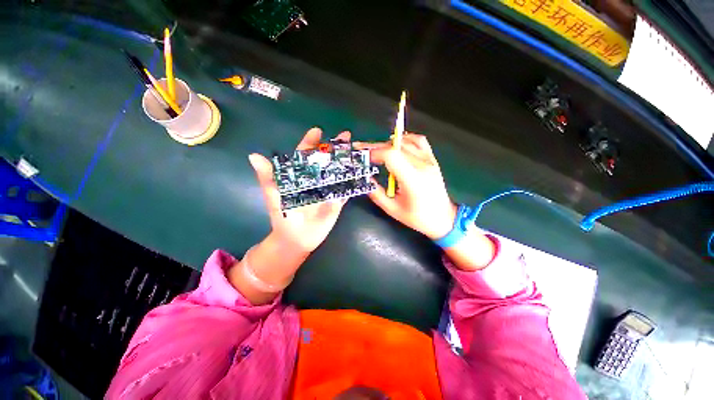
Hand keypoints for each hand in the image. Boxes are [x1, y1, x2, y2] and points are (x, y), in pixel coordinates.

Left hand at [248, 127, 348, 252]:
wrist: (296, 240)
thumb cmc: (283, 218)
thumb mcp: (274, 196)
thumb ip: (267, 178)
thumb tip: (253, 156)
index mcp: (300, 176)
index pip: (304, 155)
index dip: (310, 142)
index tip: (317, 130)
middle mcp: (315, 180)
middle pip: (326, 161)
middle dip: (336, 148)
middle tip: (347, 137)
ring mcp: (328, 190)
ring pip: (338, 172)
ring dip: (347, 162)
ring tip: (358, 152)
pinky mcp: (337, 201)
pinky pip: (346, 189)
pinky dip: (354, 182)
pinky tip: (363, 173)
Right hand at [355, 134, 456, 239]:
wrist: (443, 218)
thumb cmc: (417, 217)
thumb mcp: (392, 210)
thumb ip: (376, 194)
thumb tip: (366, 179)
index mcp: (413, 180)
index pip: (391, 156)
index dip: (375, 153)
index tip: (364, 158)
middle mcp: (422, 166)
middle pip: (396, 147)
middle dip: (377, 147)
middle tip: (364, 151)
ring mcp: (429, 161)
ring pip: (406, 142)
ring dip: (389, 144)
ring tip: (378, 151)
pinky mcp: (432, 160)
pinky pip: (419, 141)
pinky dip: (406, 139)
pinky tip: (397, 145)